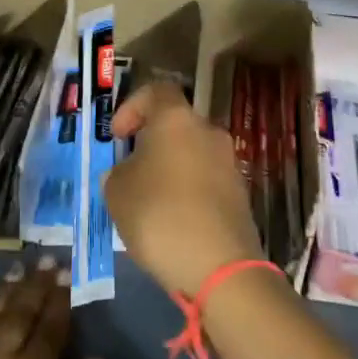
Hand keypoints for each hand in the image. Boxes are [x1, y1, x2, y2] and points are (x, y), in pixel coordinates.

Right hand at [107, 82, 264, 297]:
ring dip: (171, 168)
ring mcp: (229, 163)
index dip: (132, 107)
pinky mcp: (240, 194)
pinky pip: (206, 180)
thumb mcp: (117, 192)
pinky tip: (173, 221)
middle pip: (176, 124)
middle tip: (130, 169)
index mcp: (177, 120)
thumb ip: (117, 173)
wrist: (220, 267)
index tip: (118, 136)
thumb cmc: (159, 216)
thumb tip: (128, 172)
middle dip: (152, 142)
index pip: (156, 91)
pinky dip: (188, 190)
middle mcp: (208, 132)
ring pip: (192, 152)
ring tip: (149, 200)